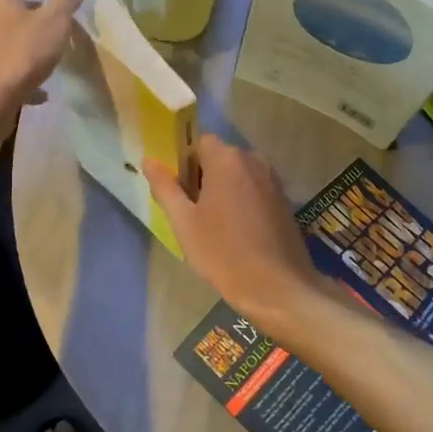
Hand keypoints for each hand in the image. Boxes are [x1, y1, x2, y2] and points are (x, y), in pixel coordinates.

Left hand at [0, 0, 85, 120]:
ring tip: (56, 47)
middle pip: (15, 3)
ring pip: (12, 34)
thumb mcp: (53, 22)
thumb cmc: (21, 54)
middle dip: (41, 7)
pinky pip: (9, 63)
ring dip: (33, 37)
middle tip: (64, 13)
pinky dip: (26, 69)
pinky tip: (43, 90)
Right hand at [144, 135, 322, 327]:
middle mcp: (253, 161)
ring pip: (238, 175)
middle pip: (219, 158)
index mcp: (226, 160)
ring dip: (223, 191)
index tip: (179, 193)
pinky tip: (237, 233)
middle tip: (192, 214)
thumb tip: (148, 160)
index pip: (199, 143)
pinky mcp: (284, 200)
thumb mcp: (184, 222)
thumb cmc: (223, 253)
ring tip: (214, 226)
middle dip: (203, 178)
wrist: (277, 288)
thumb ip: (165, 187)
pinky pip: (255, 190)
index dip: (184, 164)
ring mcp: (273, 180)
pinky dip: (242, 202)